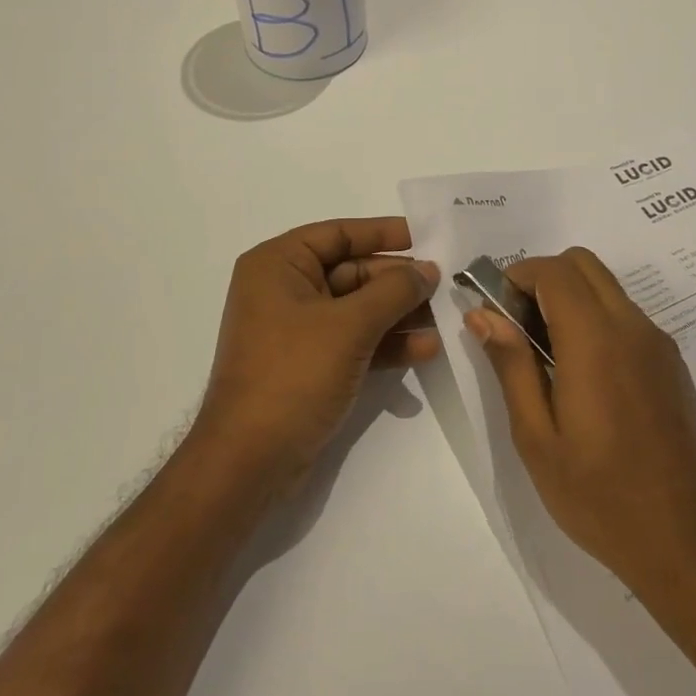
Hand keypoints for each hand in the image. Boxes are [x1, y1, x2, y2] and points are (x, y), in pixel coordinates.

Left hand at [196, 217, 440, 495]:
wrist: (249, 462)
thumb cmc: (293, 375)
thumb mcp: (349, 326)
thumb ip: (394, 291)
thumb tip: (429, 269)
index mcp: (279, 264)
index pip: (339, 233)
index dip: (384, 232)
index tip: (427, 237)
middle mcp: (285, 289)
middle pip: (353, 271)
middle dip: (399, 281)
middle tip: (446, 284)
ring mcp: (298, 330)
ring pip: (359, 308)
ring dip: (400, 313)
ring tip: (445, 317)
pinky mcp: (311, 364)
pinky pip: (356, 340)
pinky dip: (387, 343)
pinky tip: (426, 349)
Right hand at [467, 248, 695, 595]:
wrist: (686, 544)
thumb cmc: (599, 496)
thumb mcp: (536, 437)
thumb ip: (511, 365)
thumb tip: (483, 314)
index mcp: (595, 340)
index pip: (554, 271)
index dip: (517, 276)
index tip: (495, 310)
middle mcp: (632, 327)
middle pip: (583, 264)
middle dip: (543, 279)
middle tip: (519, 327)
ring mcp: (659, 344)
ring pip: (607, 288)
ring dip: (570, 299)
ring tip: (548, 357)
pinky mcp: (672, 364)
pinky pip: (627, 316)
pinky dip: (596, 319)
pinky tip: (585, 378)